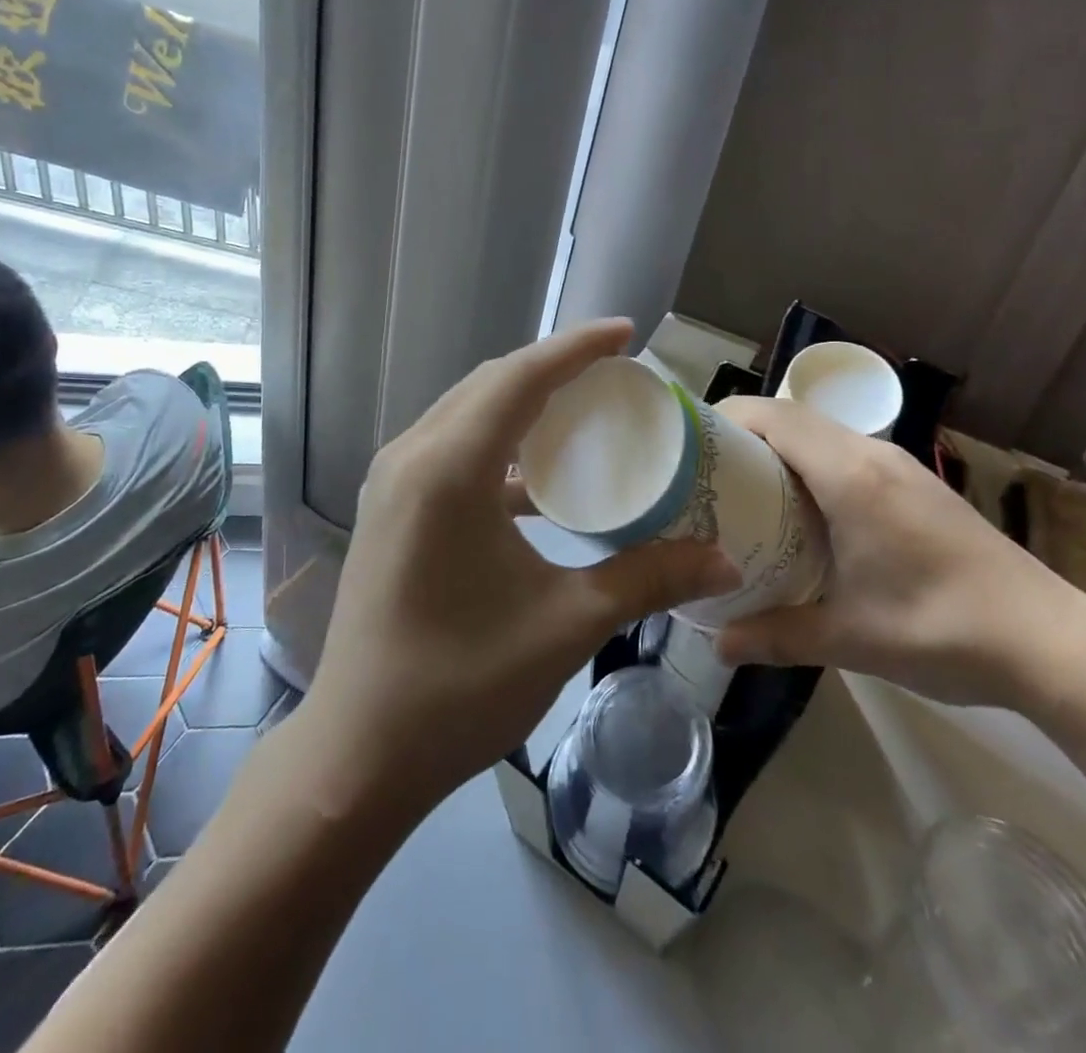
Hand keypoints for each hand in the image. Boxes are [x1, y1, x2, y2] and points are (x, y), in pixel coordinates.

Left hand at [303, 320, 739, 812]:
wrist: (360, 752)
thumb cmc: (461, 685)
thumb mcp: (566, 625)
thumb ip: (647, 579)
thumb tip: (725, 561)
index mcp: (449, 468)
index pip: (521, 378)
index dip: (577, 348)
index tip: (627, 333)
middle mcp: (412, 457)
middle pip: (490, 384)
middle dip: (553, 369)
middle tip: (614, 374)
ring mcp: (392, 482)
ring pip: (466, 413)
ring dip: (522, 403)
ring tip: (582, 413)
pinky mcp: (389, 508)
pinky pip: (450, 448)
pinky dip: (498, 444)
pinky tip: (536, 481)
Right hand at [713, 397, 1085, 708]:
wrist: (1053, 641)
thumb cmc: (944, 629)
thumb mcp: (850, 639)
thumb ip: (777, 636)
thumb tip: (715, 645)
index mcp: (850, 475)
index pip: (772, 417)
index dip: (724, 418)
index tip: (686, 444)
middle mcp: (872, 455)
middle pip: (791, 417)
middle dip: (741, 433)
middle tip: (701, 472)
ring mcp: (899, 466)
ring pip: (820, 433)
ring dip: (776, 448)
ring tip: (739, 489)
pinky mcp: (914, 484)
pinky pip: (844, 452)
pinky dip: (807, 463)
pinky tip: (798, 510)